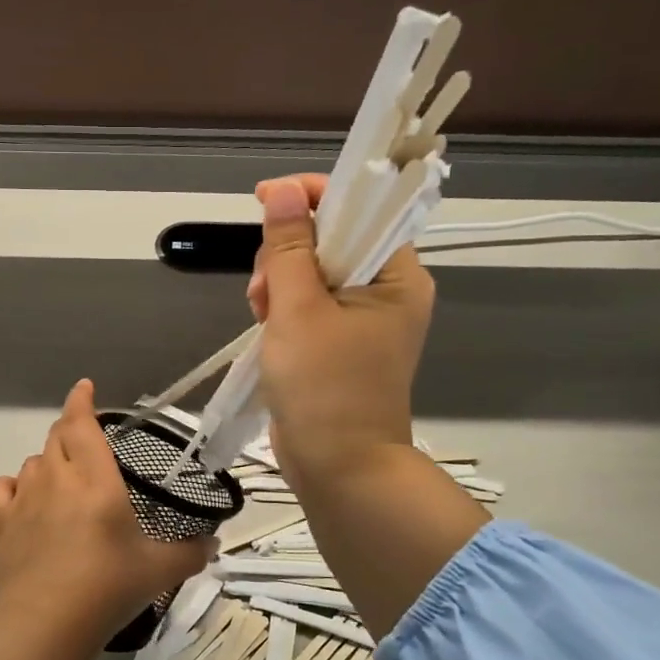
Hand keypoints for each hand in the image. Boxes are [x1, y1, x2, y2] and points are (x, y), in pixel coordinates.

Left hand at [0, 380, 211, 644]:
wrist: (46, 622)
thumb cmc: (108, 586)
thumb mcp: (160, 571)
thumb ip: (190, 553)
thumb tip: (213, 545)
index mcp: (96, 480)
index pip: (82, 424)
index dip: (81, 401)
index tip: (85, 387)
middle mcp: (57, 479)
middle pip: (56, 438)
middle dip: (71, 431)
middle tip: (87, 443)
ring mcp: (24, 500)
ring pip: (33, 462)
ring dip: (48, 461)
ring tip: (64, 480)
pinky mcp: (1, 524)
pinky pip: (2, 489)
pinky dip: (13, 486)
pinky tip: (24, 498)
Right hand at [247, 174, 433, 492]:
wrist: (338, 468)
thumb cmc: (325, 388)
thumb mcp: (300, 311)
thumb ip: (289, 248)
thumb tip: (283, 191)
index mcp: (397, 276)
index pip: (359, 210)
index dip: (311, 197)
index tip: (264, 199)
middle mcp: (386, 291)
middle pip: (330, 240)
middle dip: (287, 255)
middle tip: (264, 291)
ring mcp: (361, 320)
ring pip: (311, 273)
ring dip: (278, 285)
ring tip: (261, 317)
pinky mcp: (337, 344)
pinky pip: (307, 305)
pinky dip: (282, 310)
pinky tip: (265, 329)